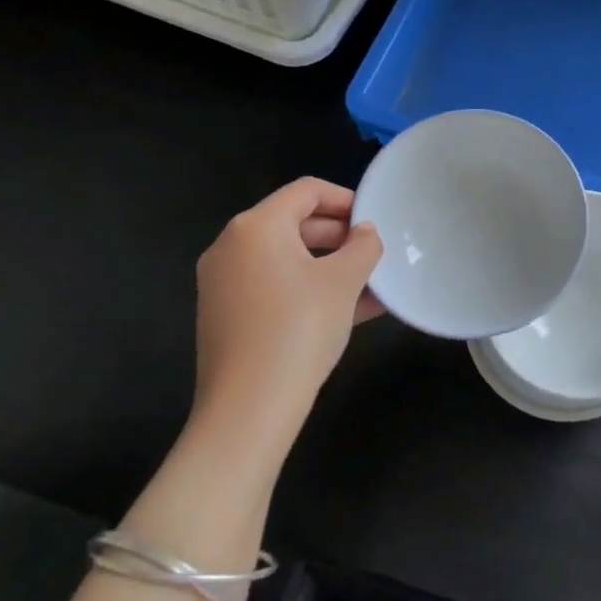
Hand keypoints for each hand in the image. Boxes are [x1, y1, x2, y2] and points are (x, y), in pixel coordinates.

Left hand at [192, 178, 382, 461]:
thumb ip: (363, 246)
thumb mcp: (344, 282)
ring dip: (330, 265)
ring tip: (370, 284)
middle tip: (374, 253)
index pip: (307, 191)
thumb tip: (366, 232)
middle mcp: (232, 247)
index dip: (346, 199)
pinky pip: (275, 287)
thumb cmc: (299, 329)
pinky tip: (350, 310)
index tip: (376, 220)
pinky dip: (309, 289)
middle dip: (340, 236)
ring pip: (287, 259)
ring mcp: (224, 284)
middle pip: (294, 223)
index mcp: (256, 227)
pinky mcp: (227, 316)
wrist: (248, 409)